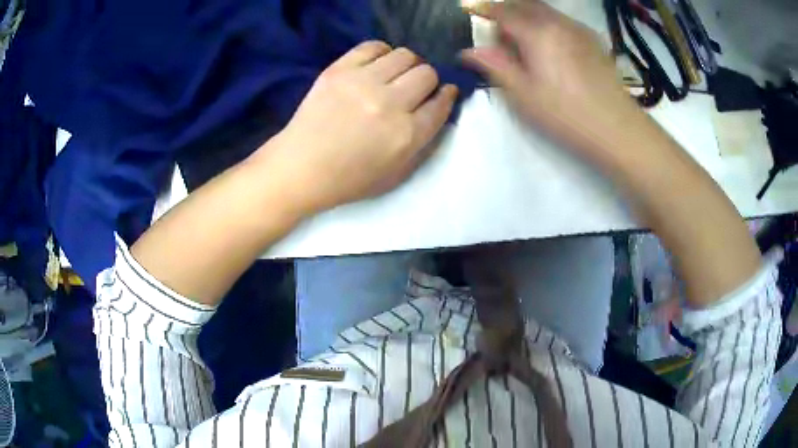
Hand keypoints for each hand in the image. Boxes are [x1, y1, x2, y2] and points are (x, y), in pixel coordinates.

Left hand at [259, 41, 457, 214]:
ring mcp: (362, 82)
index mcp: (406, 134)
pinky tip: (377, 65)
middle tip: (415, 88)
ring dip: (408, 65)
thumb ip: (424, 144)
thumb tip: (438, 110)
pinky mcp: (339, 70)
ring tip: (395, 75)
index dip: (447, 96)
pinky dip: (382, 53)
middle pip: (427, 73)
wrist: (300, 168)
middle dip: (428, 80)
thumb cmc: (349, 179)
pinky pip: (373, 46)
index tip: (445, 93)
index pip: (440, 103)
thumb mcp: (397, 175)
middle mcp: (389, 103)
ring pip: (405, 55)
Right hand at [461, 1, 644, 164]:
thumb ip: (495, 67)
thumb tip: (468, 51)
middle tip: (500, 32)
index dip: (485, 11)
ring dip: (529, 16)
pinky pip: (563, 20)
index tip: (474, 16)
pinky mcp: (593, 41)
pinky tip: (553, 47)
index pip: (503, 11)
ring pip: (546, 10)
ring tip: (526, 41)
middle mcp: (557, 22)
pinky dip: (549, 23)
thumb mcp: (523, 95)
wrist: (617, 128)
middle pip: (525, 4)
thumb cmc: (566, 114)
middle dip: (508, 11)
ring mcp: (578, 29)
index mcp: (536, 33)